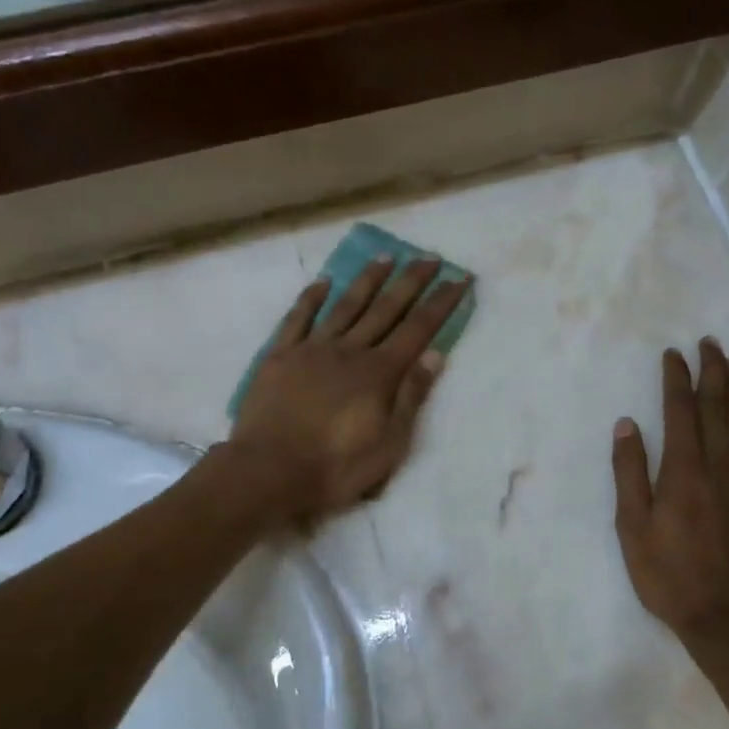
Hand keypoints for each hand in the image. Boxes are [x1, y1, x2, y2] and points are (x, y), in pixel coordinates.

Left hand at [230, 256, 468, 524]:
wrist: (268, 471)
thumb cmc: (335, 466)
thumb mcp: (389, 444)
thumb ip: (411, 397)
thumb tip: (435, 355)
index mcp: (379, 373)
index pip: (419, 329)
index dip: (441, 302)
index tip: (459, 278)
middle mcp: (350, 351)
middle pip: (386, 308)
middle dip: (411, 281)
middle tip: (430, 257)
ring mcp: (312, 349)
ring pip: (346, 305)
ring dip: (368, 280)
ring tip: (386, 256)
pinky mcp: (280, 356)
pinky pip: (298, 318)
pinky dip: (311, 298)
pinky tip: (323, 282)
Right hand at [612, 339, 728, 667]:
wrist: (728, 618)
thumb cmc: (669, 575)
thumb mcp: (632, 528)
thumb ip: (629, 474)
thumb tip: (627, 425)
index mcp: (683, 470)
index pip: (680, 411)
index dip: (676, 379)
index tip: (673, 354)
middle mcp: (720, 466)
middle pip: (718, 408)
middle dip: (713, 371)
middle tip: (710, 343)